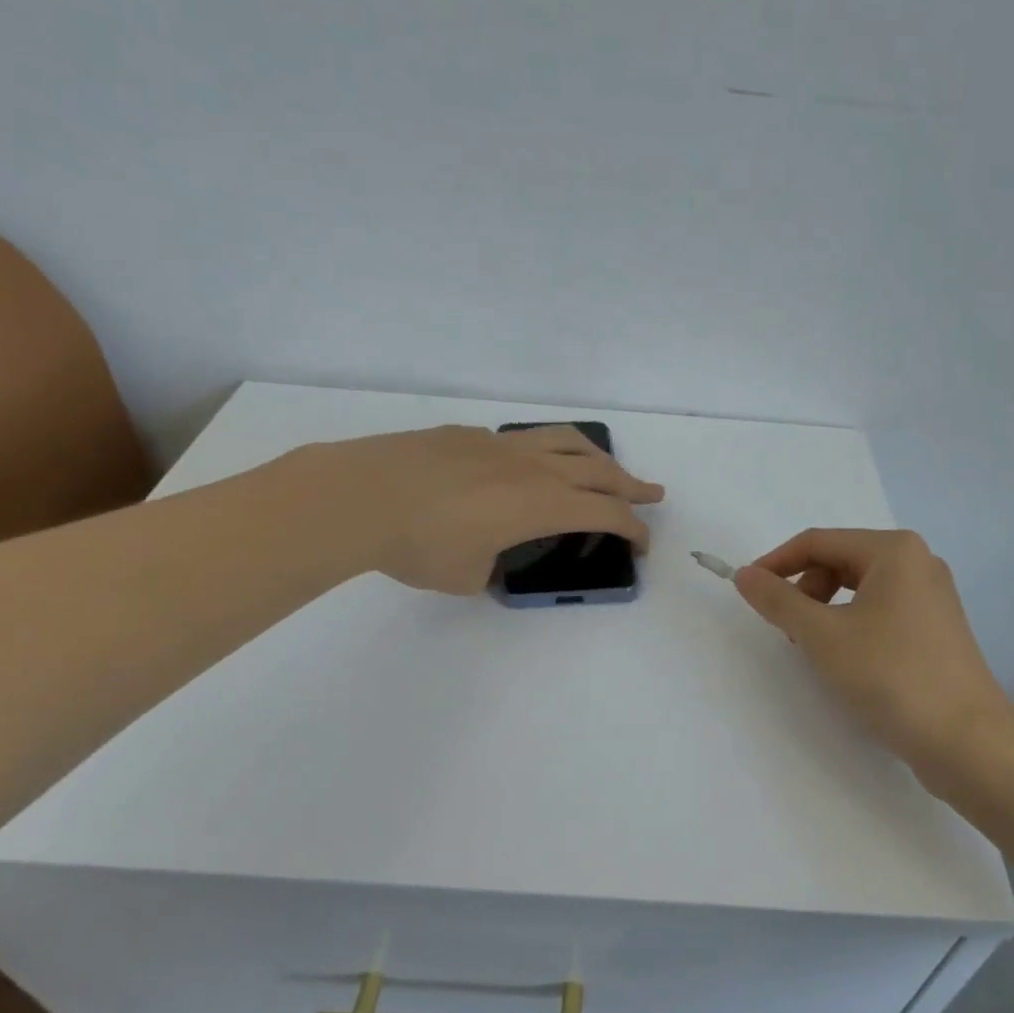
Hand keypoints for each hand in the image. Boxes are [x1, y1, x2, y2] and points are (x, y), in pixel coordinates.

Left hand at [322, 425, 663, 594]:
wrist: (360, 495)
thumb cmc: (420, 544)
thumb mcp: (468, 575)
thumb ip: (492, 566)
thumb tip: (490, 555)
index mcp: (542, 504)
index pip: (605, 514)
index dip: (632, 529)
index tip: (642, 544)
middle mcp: (533, 468)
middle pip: (599, 472)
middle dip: (631, 487)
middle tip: (653, 494)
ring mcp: (502, 446)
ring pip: (567, 443)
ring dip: (597, 458)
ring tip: (608, 468)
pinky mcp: (471, 436)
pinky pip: (525, 439)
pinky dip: (547, 450)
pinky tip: (533, 463)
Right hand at [734, 529, 1013, 792]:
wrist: (967, 742)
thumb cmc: (891, 676)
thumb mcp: (822, 635)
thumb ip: (778, 600)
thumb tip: (744, 575)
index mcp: (894, 550)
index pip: (817, 542)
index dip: (776, 563)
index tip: (747, 591)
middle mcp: (918, 562)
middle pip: (840, 560)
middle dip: (804, 589)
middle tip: (789, 630)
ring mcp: (932, 597)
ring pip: (859, 588)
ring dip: (825, 610)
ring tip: (817, 648)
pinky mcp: (936, 629)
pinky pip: (880, 610)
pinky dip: (852, 625)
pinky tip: (848, 660)